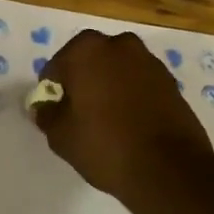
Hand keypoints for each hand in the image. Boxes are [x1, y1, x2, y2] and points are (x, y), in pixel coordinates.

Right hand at [33, 30, 213, 203]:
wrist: (169, 169)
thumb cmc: (105, 145)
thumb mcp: (61, 136)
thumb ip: (46, 115)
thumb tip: (43, 107)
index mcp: (86, 50)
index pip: (57, 66)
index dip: (53, 90)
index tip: (56, 112)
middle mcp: (119, 45)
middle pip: (89, 60)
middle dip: (83, 81)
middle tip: (80, 113)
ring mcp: (149, 61)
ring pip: (117, 69)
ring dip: (109, 85)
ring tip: (107, 119)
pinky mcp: (170, 80)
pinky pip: (139, 82)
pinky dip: (132, 95)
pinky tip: (130, 122)